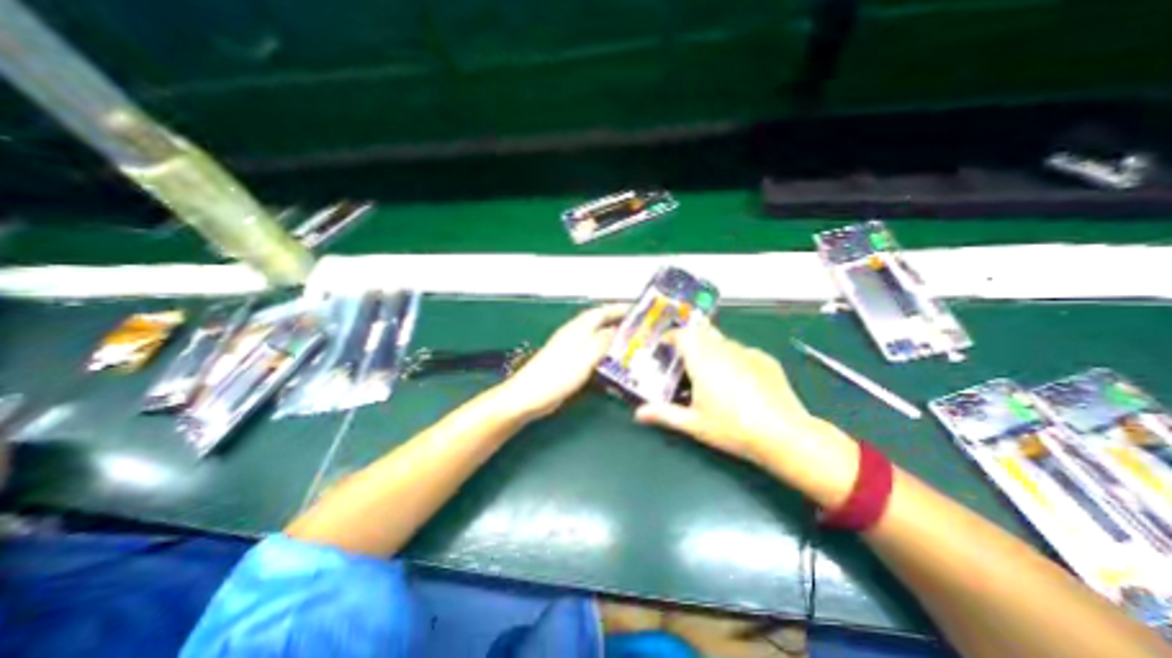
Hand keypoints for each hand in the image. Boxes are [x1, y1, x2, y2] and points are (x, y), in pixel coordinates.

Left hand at [491, 302, 625, 420]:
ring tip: (629, 341)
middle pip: (598, 321)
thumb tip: (615, 330)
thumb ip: (602, 342)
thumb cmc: (557, 375)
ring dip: (611, 335)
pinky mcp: (567, 361)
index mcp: (577, 328)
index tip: (636, 309)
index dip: (618, 309)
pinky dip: (603, 349)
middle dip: (616, 320)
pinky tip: (610, 358)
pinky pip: (590, 349)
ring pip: (594, 335)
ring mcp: (569, 347)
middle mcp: (573, 334)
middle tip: (638, 327)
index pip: (601, 312)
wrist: (528, 395)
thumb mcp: (585, 357)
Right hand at [631, 323, 858, 506]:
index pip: (682, 334)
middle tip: (683, 357)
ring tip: (708, 370)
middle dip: (689, 339)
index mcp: (702, 360)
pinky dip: (732, 357)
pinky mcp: (765, 360)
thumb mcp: (693, 423)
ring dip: (710, 347)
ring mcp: (747, 352)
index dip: (671, 336)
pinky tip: (737, 379)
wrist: (784, 435)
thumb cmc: (732, 428)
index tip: (664, 346)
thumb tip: (638, 414)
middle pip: (702, 331)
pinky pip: (742, 351)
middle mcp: (723, 349)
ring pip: (722, 340)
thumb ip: (663, 414)